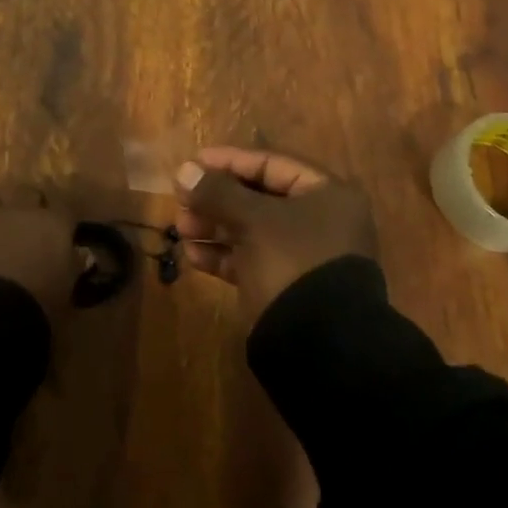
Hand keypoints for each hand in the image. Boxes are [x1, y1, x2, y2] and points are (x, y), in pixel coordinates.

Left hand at [0, 185, 79, 322]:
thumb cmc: (38, 304)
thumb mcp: (66, 290)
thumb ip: (69, 267)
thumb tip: (71, 259)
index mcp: (52, 223)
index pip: (65, 209)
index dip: (64, 221)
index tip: (64, 234)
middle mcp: (19, 212)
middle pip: (27, 193)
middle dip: (30, 205)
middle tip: (31, 228)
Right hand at [174, 145, 377, 322]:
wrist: (319, 346)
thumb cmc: (292, 262)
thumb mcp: (254, 220)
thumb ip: (218, 192)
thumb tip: (184, 170)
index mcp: (326, 195)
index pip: (270, 164)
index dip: (229, 161)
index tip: (193, 162)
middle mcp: (319, 221)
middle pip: (258, 197)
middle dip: (216, 198)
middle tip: (181, 199)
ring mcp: (303, 256)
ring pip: (251, 230)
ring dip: (214, 226)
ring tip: (181, 227)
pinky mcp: (286, 286)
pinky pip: (250, 260)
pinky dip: (223, 255)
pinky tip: (193, 256)